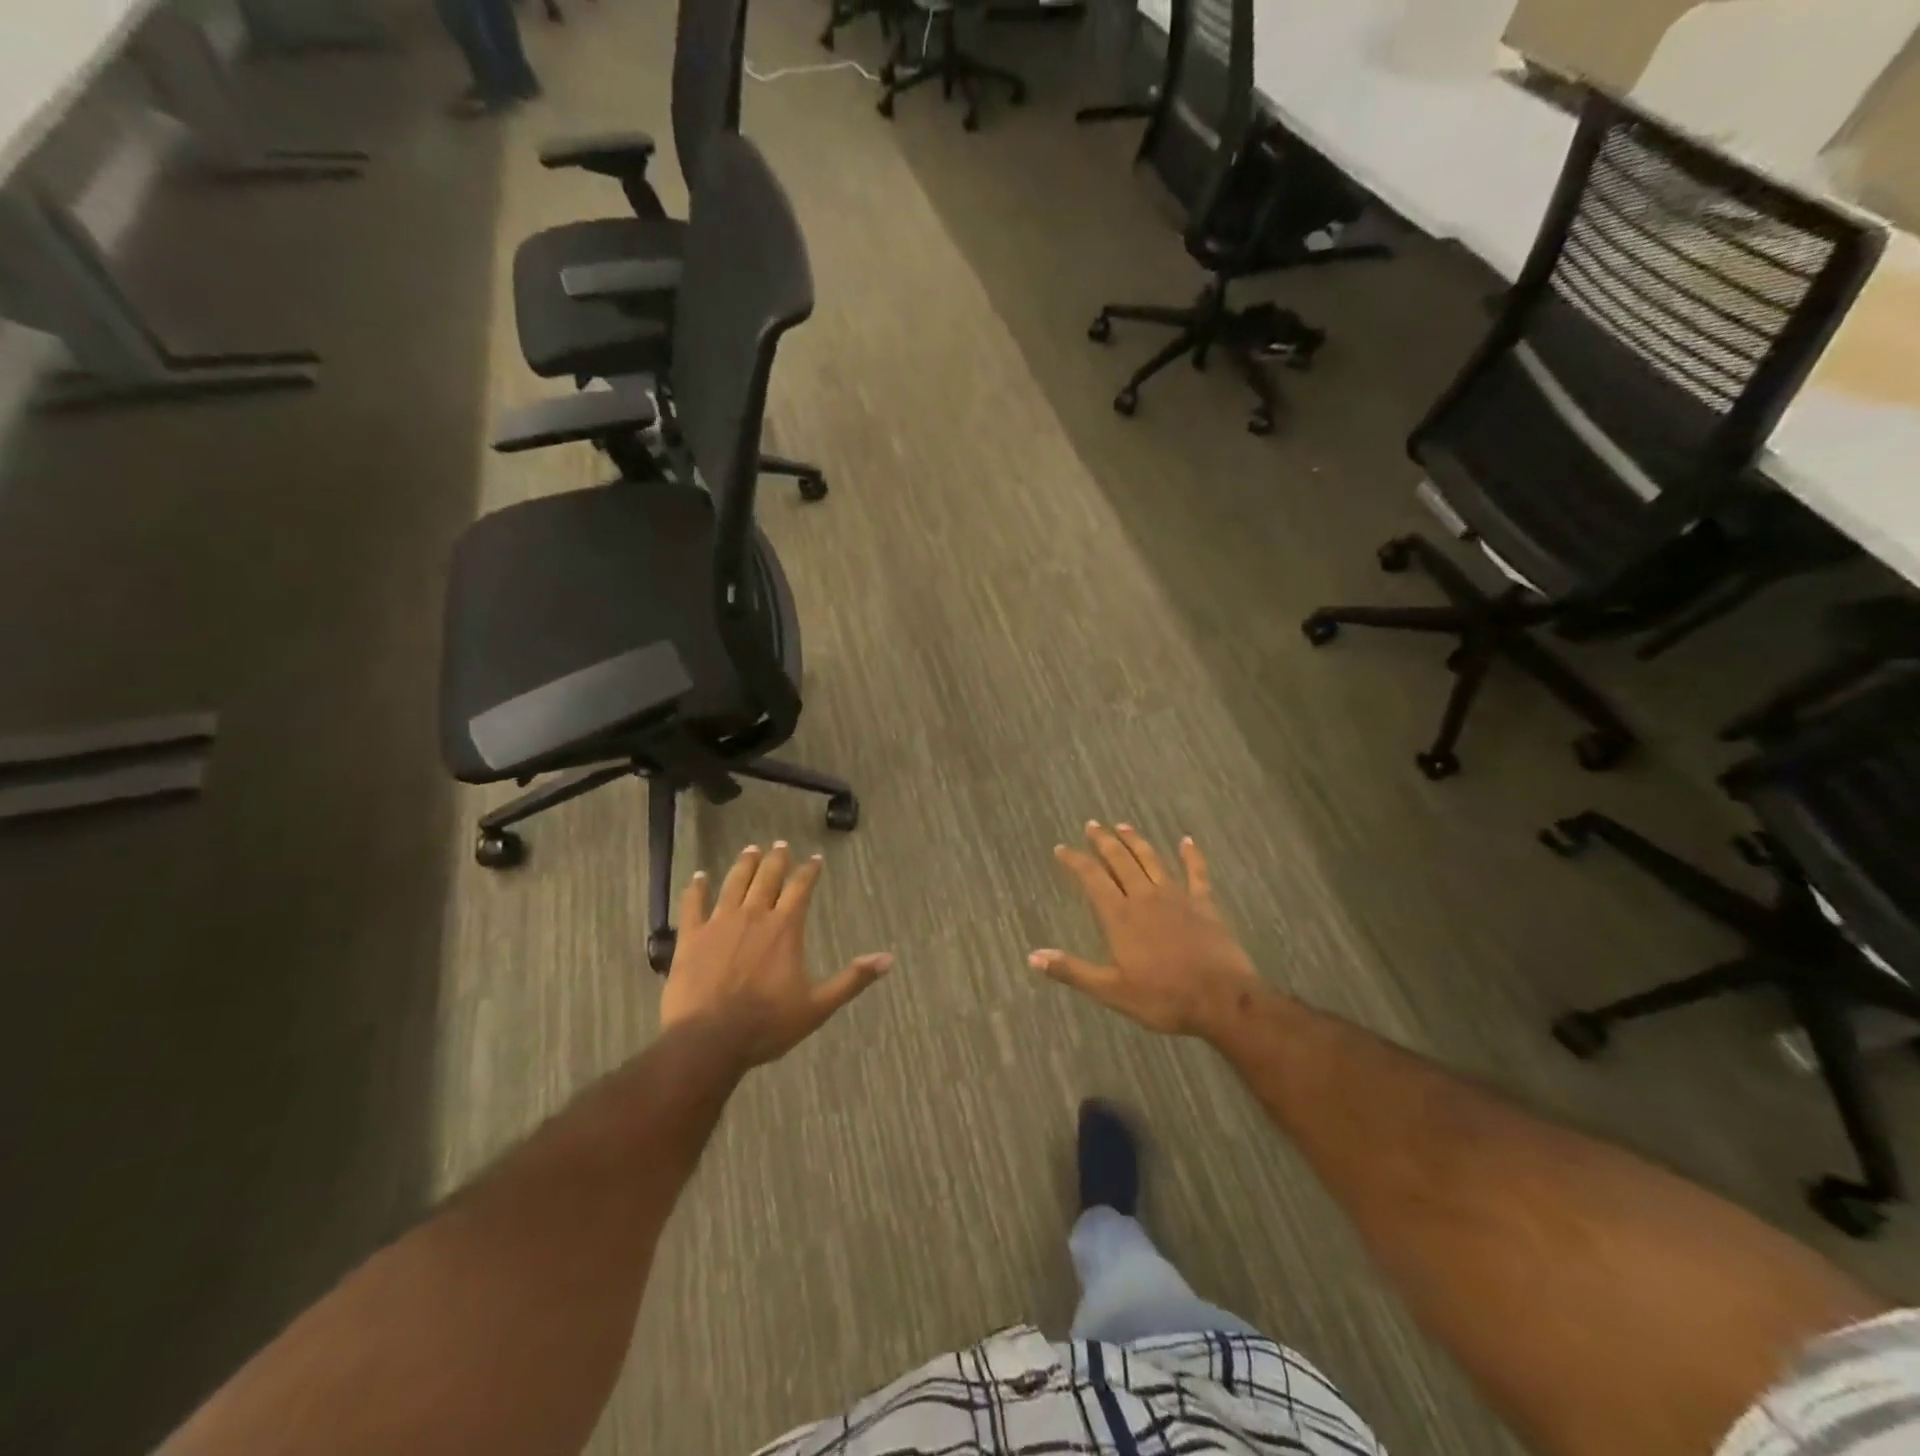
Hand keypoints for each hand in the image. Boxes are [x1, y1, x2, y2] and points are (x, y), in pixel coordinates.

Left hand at [660, 842, 892, 1070]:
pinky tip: (698, 877)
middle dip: (776, 859)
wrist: (709, 1040)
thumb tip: (888, 959)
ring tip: (750, 850)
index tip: (815, 859)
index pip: (801, 888)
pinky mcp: (691, 937)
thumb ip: (852, 979)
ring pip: (734, 883)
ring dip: (744, 865)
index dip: (809, 871)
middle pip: (767, 877)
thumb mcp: (818, 1006)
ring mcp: (719, 923)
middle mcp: (754, 915)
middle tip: (780, 844)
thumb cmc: (767, 1024)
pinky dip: (696, 889)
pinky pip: (693, 905)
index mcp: (785, 928)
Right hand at [1030, 822, 1258, 1039]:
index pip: (1092, 878)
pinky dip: (1191, 855)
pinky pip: (1197, 872)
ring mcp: (1177, 897)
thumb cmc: (1163, 998)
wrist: (1221, 1000)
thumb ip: (1072, 971)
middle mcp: (1145, 897)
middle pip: (1120, 860)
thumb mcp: (1111, 991)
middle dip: (1103, 841)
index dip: (1075, 860)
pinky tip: (1187, 841)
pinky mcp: (1204, 904)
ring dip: (1136, 841)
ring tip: (1123, 826)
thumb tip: (1033, 957)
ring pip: (1151, 860)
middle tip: (1092, 825)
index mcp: (1120, 916)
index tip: (1061, 848)